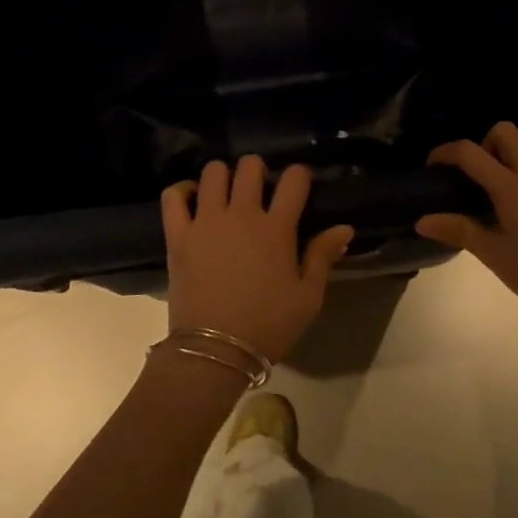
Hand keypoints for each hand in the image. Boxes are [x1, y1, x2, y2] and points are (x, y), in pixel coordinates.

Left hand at [161, 157, 354, 362]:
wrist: (216, 351)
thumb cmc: (269, 325)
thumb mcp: (308, 297)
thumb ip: (323, 256)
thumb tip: (344, 228)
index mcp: (277, 228)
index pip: (294, 180)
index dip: (300, 174)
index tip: (300, 183)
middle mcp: (242, 215)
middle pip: (250, 167)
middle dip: (259, 169)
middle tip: (260, 188)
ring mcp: (206, 222)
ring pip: (213, 173)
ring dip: (223, 175)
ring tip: (227, 193)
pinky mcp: (178, 235)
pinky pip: (173, 196)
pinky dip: (181, 190)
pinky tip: (191, 197)